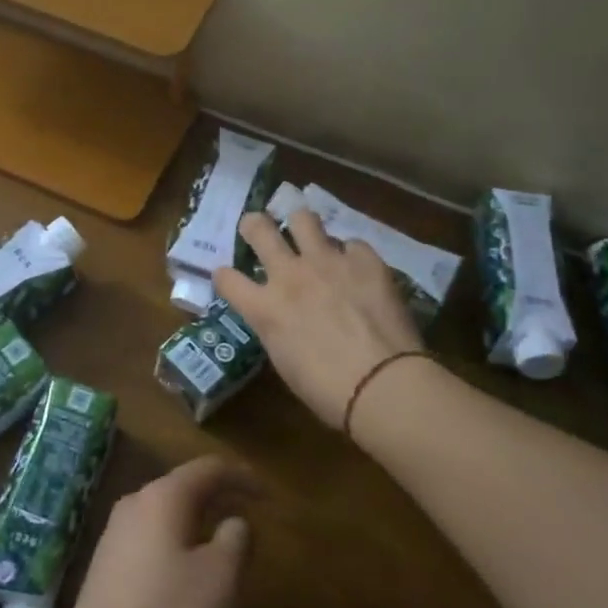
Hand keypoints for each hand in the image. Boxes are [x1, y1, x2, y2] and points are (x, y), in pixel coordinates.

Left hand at [56, 456, 254, 607]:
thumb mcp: (220, 579)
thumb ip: (235, 540)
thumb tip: (235, 521)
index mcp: (163, 497)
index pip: (208, 469)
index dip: (241, 477)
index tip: (268, 496)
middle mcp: (135, 505)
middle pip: (184, 489)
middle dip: (218, 500)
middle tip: (249, 520)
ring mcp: (115, 535)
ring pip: (166, 517)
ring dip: (198, 525)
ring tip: (224, 550)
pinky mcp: (106, 567)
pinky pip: (151, 541)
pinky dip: (178, 547)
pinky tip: (188, 577)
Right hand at [214, 208, 423, 429]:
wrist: (382, 384)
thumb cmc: (327, 390)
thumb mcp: (285, 361)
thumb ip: (277, 328)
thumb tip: (283, 317)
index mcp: (265, 308)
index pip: (226, 278)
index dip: (225, 276)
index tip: (230, 278)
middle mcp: (290, 275)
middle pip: (258, 228)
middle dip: (254, 225)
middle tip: (259, 229)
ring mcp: (328, 262)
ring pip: (303, 218)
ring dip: (301, 226)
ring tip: (308, 236)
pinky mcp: (364, 260)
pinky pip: (352, 244)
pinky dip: (350, 255)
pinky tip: (357, 270)